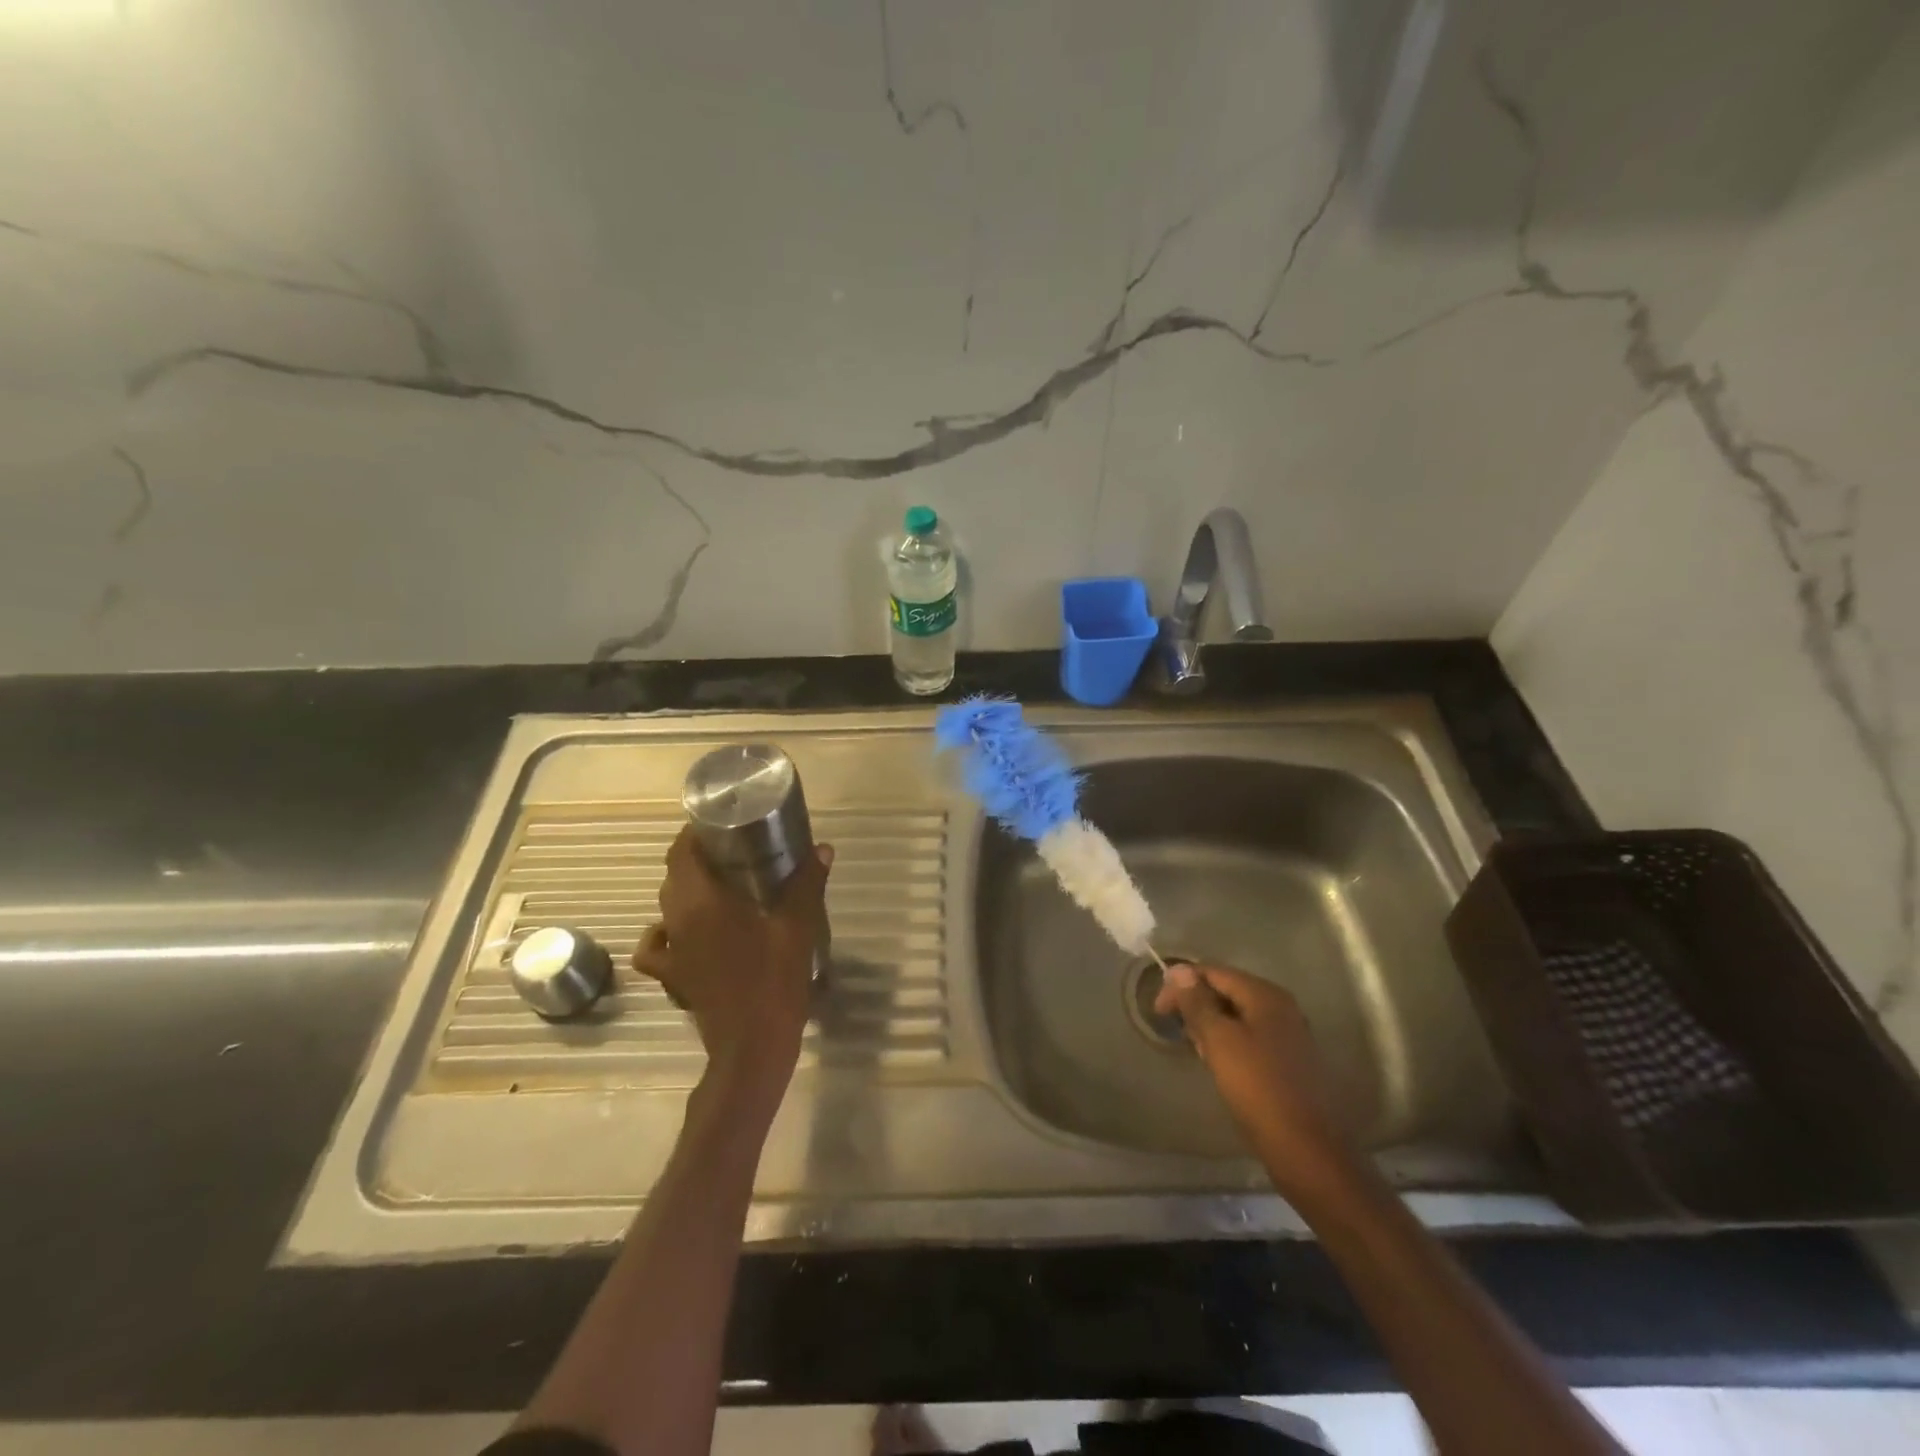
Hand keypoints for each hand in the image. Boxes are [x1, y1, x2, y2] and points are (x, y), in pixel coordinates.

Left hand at [633, 826, 832, 1114]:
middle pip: (674, 875)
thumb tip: (822, 848)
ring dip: (686, 890)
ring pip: (666, 906)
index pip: (680, 852)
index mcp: (701, 902)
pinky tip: (687, 933)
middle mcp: (676, 921)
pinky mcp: (672, 977)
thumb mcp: (797, 927)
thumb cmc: (774, 981)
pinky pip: (657, 945)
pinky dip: (666, 932)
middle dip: (697, 857)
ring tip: (718, 887)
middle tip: (733, 850)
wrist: (752, 1047)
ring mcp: (671, 951)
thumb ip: (807, 883)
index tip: (719, 823)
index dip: (693, 833)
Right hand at [1154, 962, 1354, 1197]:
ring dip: (1211, 1025)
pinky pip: (1251, 1037)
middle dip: (1197, 1005)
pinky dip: (1229, 1042)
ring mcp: (1289, 1034)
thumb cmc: (1257, 1086)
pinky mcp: (1289, 1060)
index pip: (1214, 972)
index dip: (1182, 985)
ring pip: (1238, 1016)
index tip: (1159, 1010)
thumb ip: (1197, 1002)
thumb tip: (1180, 970)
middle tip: (1175, 1029)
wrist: (1305, 1148)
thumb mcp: (1219, 1040)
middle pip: (1228, 991)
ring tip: (1194, 1047)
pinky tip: (1218, 1063)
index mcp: (1266, 995)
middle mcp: (1281, 1007)